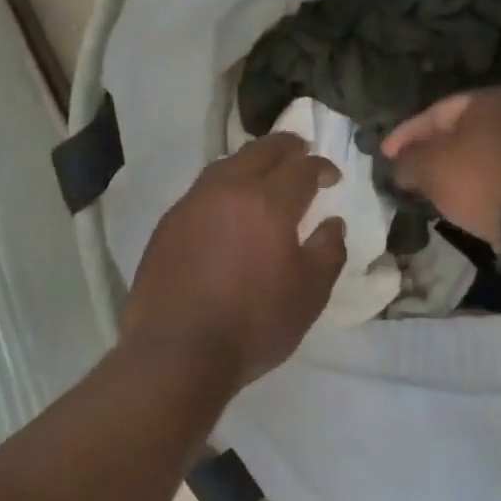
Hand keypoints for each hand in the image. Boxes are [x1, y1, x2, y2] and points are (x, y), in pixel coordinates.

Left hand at [123, 134, 347, 394]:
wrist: (177, 352)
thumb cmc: (254, 325)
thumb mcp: (309, 294)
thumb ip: (328, 251)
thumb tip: (332, 223)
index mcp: (268, 203)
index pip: (301, 168)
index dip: (320, 166)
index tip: (331, 176)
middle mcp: (227, 191)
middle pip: (260, 151)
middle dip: (285, 147)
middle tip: (300, 151)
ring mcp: (191, 205)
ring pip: (226, 165)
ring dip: (251, 162)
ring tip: (263, 174)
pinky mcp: (167, 225)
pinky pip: (202, 190)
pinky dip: (224, 186)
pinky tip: (227, 207)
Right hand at [380, 87, 500, 250]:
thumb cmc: (477, 180)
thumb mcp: (428, 167)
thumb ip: (406, 160)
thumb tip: (399, 165)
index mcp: (487, 99)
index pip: (433, 113)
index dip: (403, 135)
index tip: (383, 156)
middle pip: (453, 131)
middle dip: (424, 151)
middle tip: (400, 169)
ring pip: (469, 152)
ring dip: (444, 168)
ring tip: (419, 185)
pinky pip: (485, 170)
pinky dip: (464, 180)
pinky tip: (449, 195)